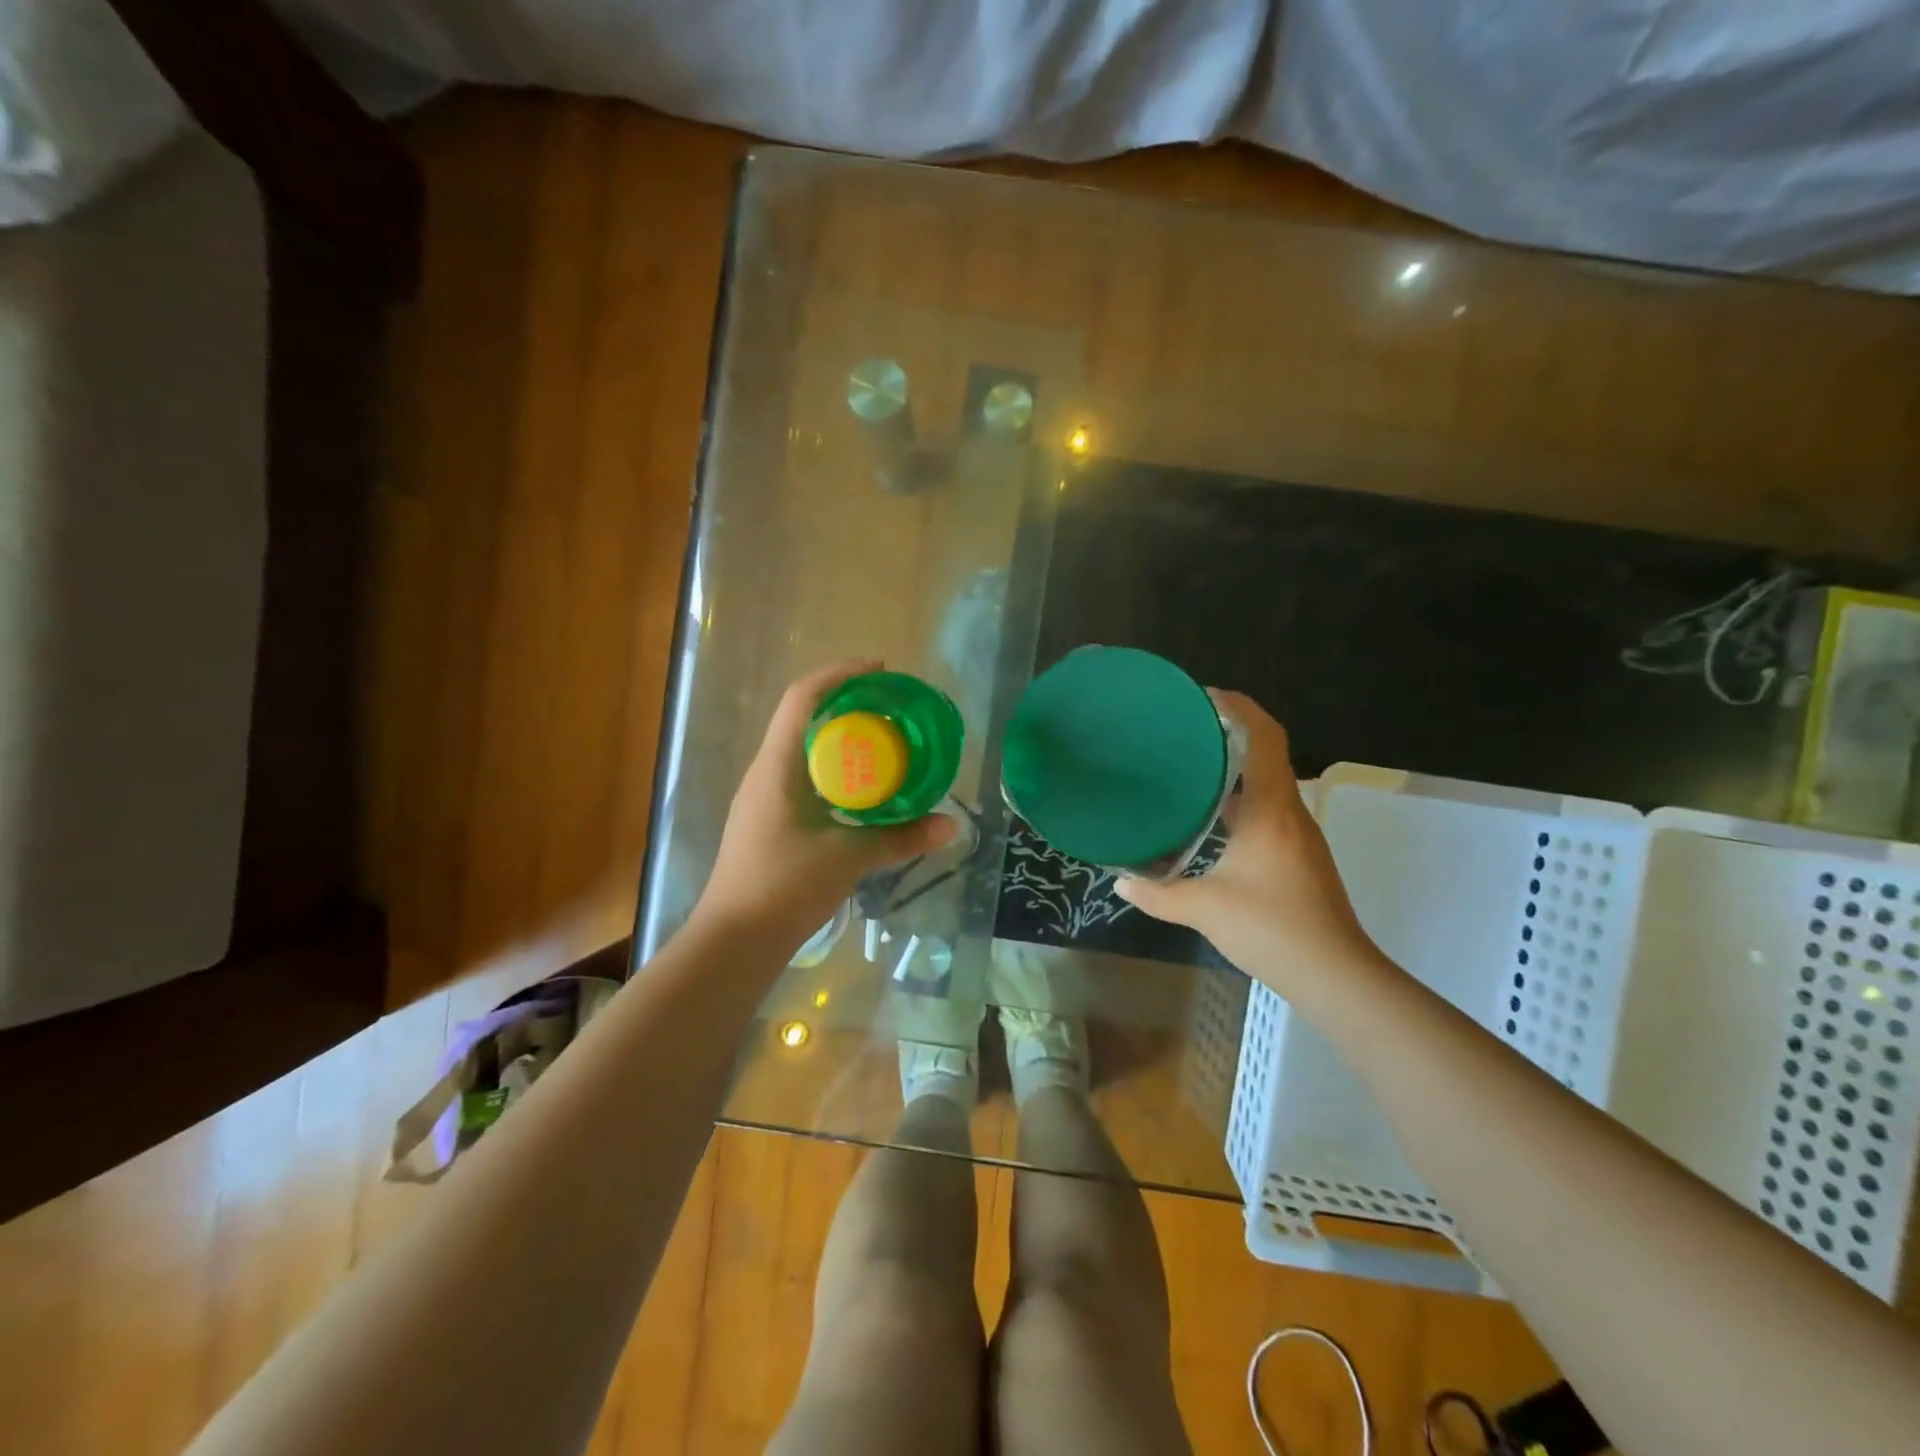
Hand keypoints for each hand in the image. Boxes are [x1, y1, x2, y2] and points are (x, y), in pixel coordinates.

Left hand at [695, 663, 958, 946]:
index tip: (880, 670)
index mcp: (778, 766)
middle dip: (848, 703)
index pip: (803, 698)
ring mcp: (764, 796)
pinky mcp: (769, 819)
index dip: (840, 674)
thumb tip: (952, 825)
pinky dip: (835, 768)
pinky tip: (862, 787)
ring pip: (804, 747)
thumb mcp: (848, 858)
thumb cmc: (784, 887)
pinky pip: (805, 775)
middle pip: (805, 716)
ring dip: (841, 736)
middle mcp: (767, 771)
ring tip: (884, 741)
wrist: (735, 940)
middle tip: (892, 707)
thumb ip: (900, 838)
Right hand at [1115, 692, 1380, 994]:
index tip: (1204, 695)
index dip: (1239, 707)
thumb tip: (1120, 880)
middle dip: (1230, 732)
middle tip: (1184, 729)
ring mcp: (1298, 834)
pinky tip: (1212, 817)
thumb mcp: (1203, 908)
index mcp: (1271, 809)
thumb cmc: (1271, 928)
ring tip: (1190, 766)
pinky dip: (1241, 798)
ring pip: (1268, 783)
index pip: (1264, 737)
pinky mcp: (1299, 855)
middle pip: (1267, 753)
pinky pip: (1269, 809)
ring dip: (1235, 767)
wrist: (1335, 975)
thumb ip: (1157, 893)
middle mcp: (1290, 812)